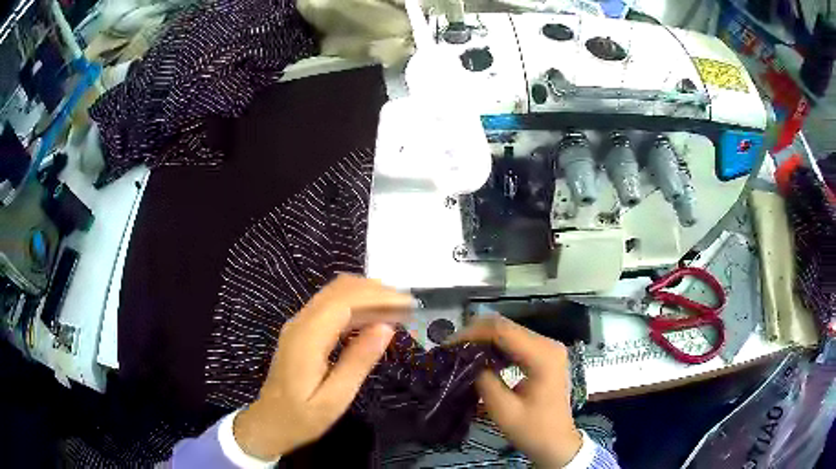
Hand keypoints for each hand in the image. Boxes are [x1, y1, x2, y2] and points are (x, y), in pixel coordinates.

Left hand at [233, 274, 412, 459]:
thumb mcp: (335, 398)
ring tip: (397, 311)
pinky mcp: (302, 331)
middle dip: (375, 291)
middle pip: (339, 290)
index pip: (344, 301)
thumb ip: (359, 361)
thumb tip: (386, 327)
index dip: (377, 296)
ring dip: (367, 296)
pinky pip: (331, 307)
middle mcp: (301, 323)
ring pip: (335, 294)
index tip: (407, 303)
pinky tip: (374, 320)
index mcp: (307, 338)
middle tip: (407, 306)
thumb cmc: (302, 417)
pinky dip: (356, 307)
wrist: (270, 422)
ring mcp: (299, 325)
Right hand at [451, 316, 581, 467]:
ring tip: (462, 353)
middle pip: (506, 326)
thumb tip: (467, 361)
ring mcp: (548, 348)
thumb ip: (485, 381)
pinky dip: (496, 347)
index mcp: (543, 356)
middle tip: (451, 349)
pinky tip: (481, 359)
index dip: (472, 333)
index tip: (448, 345)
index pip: (502, 330)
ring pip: (509, 332)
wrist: (557, 443)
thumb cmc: (534, 430)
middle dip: (476, 334)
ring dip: (484, 340)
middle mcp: (548, 344)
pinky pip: (516, 343)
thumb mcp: (504, 411)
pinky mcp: (544, 355)